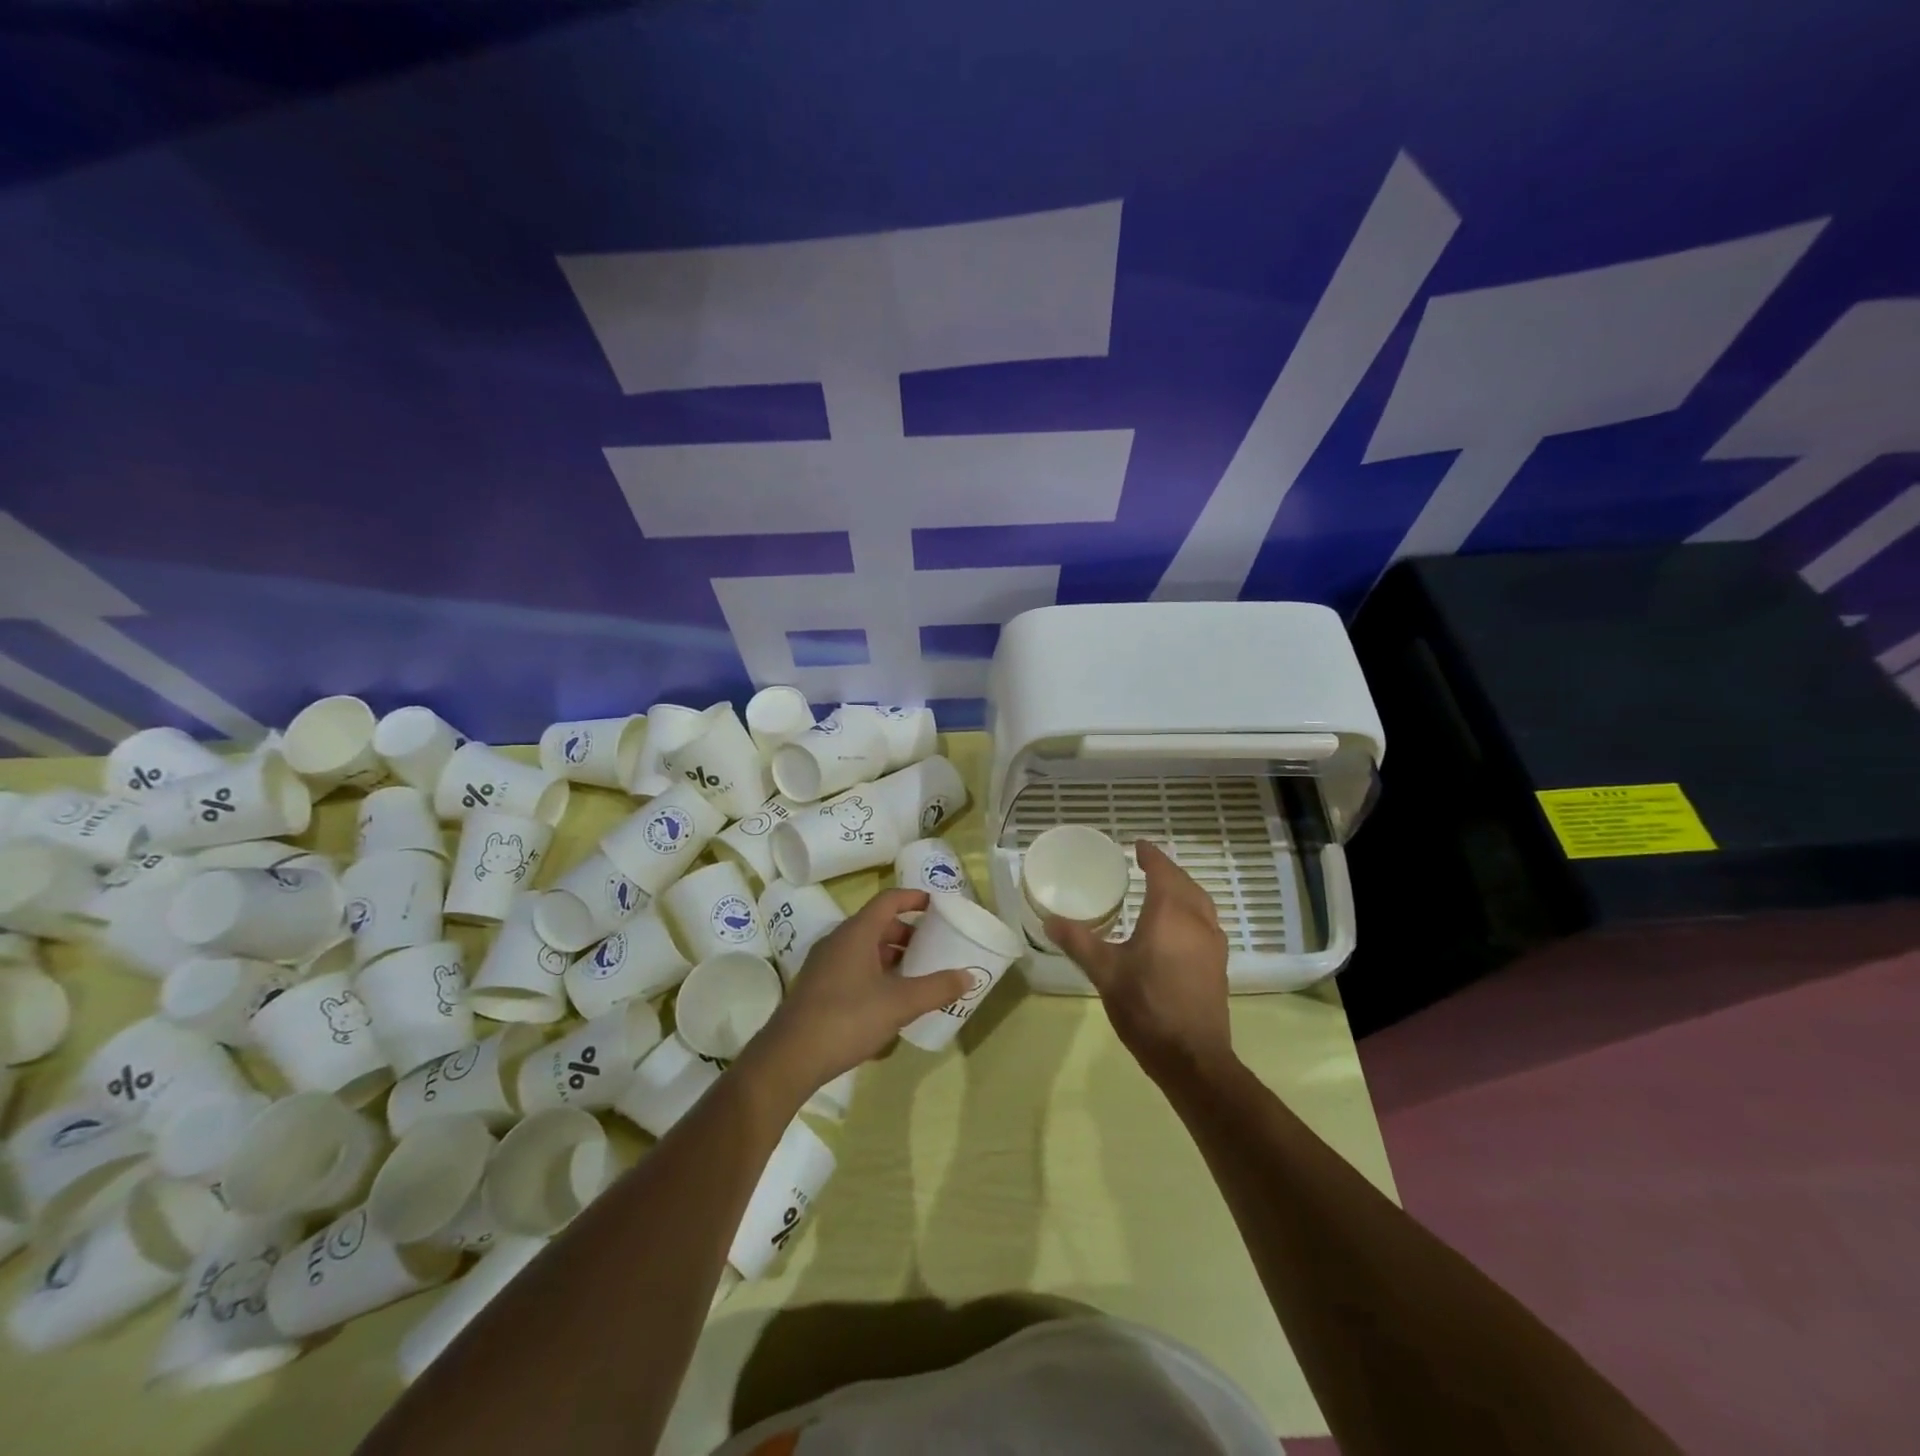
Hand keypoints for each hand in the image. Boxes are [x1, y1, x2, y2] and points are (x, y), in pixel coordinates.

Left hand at [746, 888, 973, 1100]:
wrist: (789, 1058)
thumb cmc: (847, 1019)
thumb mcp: (899, 1004)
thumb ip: (936, 988)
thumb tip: (968, 975)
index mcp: (856, 933)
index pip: (888, 900)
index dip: (914, 898)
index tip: (937, 905)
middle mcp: (838, 941)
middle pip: (877, 924)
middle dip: (907, 932)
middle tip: (933, 947)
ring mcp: (824, 964)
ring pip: (864, 948)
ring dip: (891, 955)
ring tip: (916, 974)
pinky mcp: (817, 988)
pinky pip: (853, 967)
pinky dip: (875, 972)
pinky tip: (889, 1000)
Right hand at [1046, 840, 1232, 1084]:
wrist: (1192, 1057)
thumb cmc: (1146, 1007)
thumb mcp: (1104, 972)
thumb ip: (1078, 941)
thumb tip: (1049, 920)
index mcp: (1171, 914)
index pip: (1163, 872)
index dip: (1151, 856)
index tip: (1138, 845)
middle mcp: (1198, 922)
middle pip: (1186, 884)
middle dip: (1168, 871)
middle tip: (1147, 865)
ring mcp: (1213, 944)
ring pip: (1201, 903)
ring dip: (1183, 890)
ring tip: (1162, 891)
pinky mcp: (1218, 965)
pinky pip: (1206, 923)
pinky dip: (1191, 912)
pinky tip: (1177, 929)